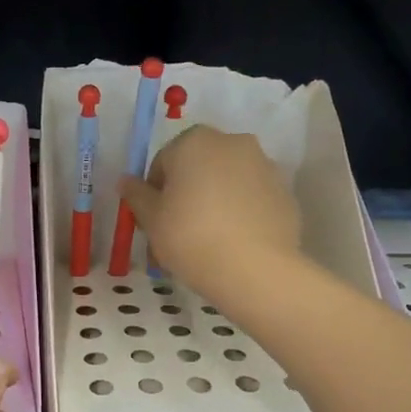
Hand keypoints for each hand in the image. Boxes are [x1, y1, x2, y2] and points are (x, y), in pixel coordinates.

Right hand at [120, 125, 301, 303]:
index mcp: (195, 141)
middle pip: (199, 167)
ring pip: (227, 181)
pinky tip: (233, 242)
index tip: (154, 220)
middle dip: (186, 193)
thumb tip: (125, 181)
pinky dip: (240, 212)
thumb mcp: (152, 219)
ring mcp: (264, 165)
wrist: (256, 269)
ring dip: (214, 201)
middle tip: (177, 231)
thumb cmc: (191, 237)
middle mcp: (233, 143)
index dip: (154, 192)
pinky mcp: (284, 192)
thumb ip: (136, 195)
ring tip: (207, 241)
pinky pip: (252, 198)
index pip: (164, 161)